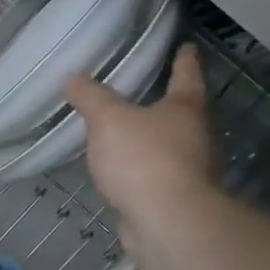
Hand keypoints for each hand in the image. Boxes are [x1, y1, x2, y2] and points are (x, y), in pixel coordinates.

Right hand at [63, 43, 213, 235]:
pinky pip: (158, 175)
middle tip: (148, 93)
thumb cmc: (143, 158)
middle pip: (184, 115)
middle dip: (168, 105)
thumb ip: (90, 97)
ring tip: (128, 134)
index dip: (184, 61)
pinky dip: (143, 170)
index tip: (187, 47)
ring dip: (155, 140)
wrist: (167, 222)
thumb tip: (72, 77)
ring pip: (173, 147)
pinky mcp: (178, 200)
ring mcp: (192, 172)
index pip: (186, 77)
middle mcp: (197, 138)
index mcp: (185, 110)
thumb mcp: (108, 119)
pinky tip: (123, 173)